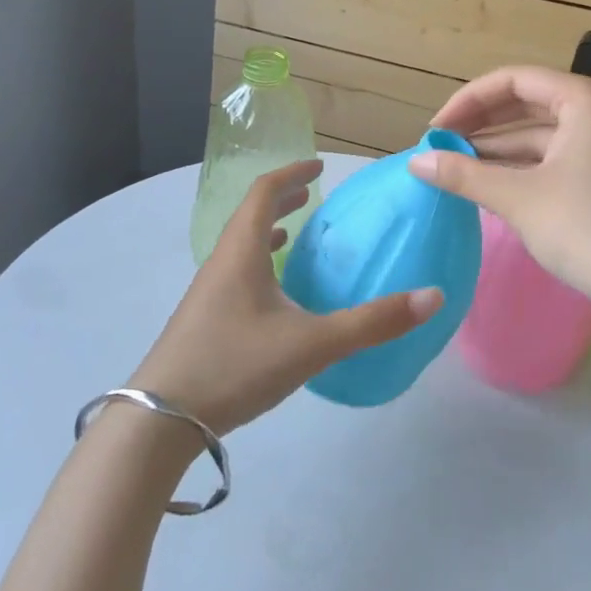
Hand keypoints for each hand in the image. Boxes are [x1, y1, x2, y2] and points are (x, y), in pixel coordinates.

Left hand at [128, 159, 442, 433]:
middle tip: (312, 196)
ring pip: (240, 247)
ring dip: (268, 231)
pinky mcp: (203, 322)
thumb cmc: (234, 366)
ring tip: (294, 234)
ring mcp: (207, 295)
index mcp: (241, 253)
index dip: (291, 175)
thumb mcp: (312, 344)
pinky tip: (275, 296)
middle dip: (281, 199)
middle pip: (250, 216)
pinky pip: (236, 275)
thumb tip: (432, 296)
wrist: (158, 423)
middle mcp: (221, 264)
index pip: (263, 193)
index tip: (318, 167)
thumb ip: (372, 322)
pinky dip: (259, 265)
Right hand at [409, 67, 590, 334]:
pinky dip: (525, 165)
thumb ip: (463, 174)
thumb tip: (415, 162)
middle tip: (443, 146)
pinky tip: (492, 182)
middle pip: (530, 101)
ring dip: (500, 147)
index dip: (468, 101)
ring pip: (543, 132)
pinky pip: (558, 155)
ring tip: (458, 166)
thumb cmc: (587, 228)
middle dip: (483, 123)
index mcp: (586, 99)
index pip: (514, 80)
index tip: (437, 130)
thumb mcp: (518, 198)